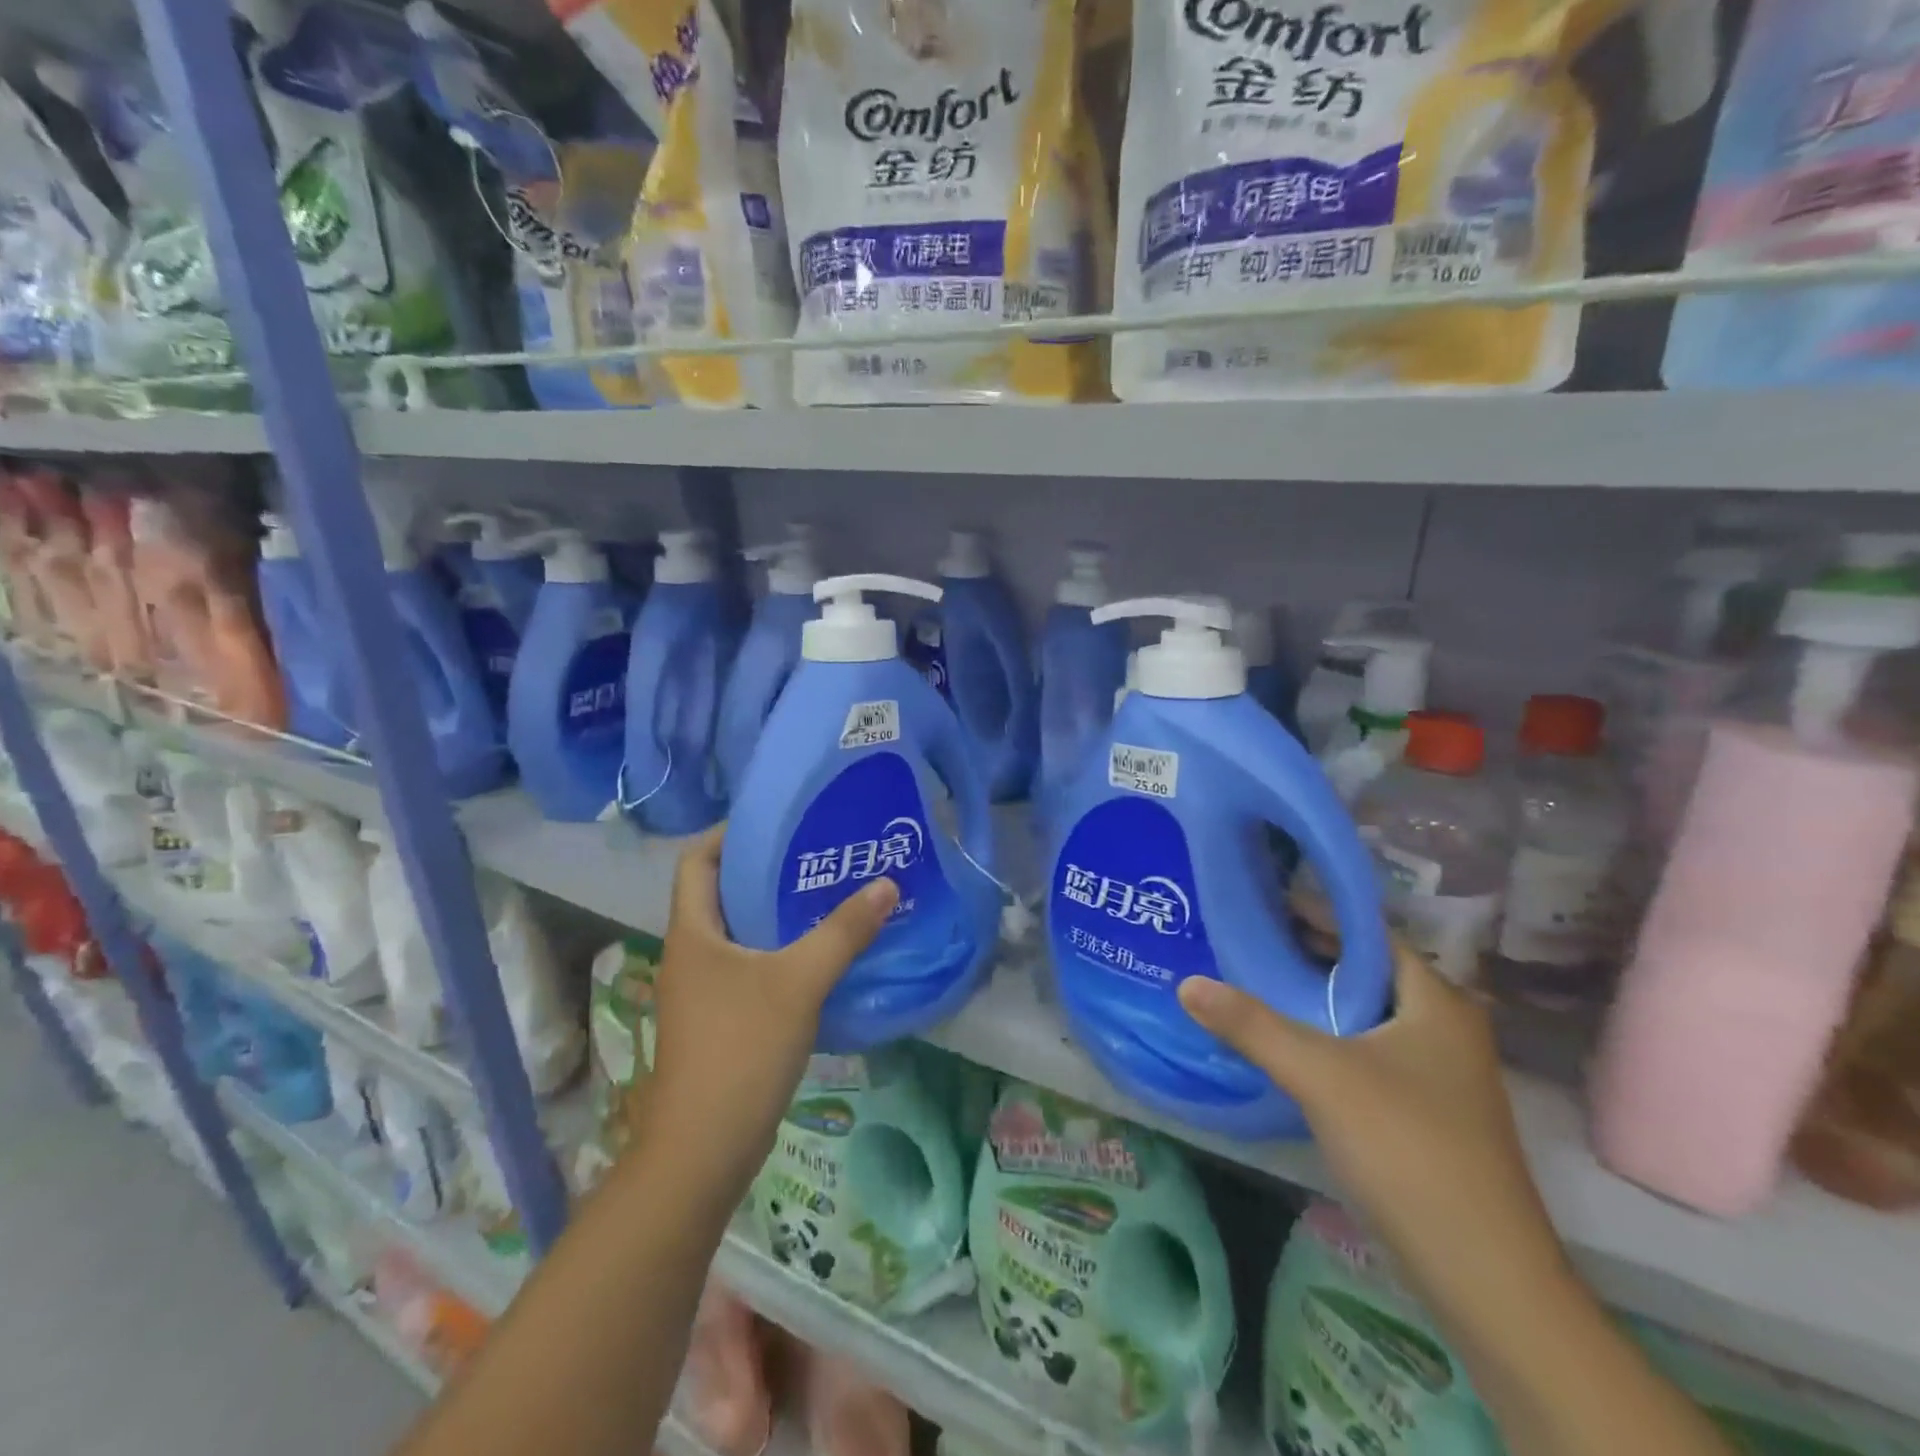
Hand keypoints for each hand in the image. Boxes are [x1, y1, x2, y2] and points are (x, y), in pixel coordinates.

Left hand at [639, 825, 897, 1199]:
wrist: (702, 1151)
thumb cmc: (740, 1049)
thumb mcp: (798, 982)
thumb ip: (843, 931)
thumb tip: (886, 883)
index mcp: (693, 932)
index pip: (697, 860)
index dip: (729, 834)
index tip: (778, 822)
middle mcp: (692, 953)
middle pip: (723, 893)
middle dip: (767, 870)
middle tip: (820, 854)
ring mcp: (704, 990)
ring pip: (741, 933)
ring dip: (779, 913)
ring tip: (830, 895)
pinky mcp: (722, 1019)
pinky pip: (752, 967)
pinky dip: (783, 952)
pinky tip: (823, 954)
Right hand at [1177, 921, 1570, 1313]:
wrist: (1484, 1276)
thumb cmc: (1408, 1148)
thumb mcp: (1320, 1075)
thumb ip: (1251, 1024)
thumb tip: (1187, 982)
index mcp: (1436, 1002)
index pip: (1371, 934)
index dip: (1319, 912)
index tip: (1264, 900)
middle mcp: (1443, 1028)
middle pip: (1366, 973)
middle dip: (1309, 954)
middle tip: (1247, 938)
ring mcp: (1437, 1074)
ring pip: (1364, 1016)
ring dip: (1315, 999)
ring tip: (1254, 980)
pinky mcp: (1424, 1112)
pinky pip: (1366, 1052)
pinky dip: (1327, 1037)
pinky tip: (1284, 1044)